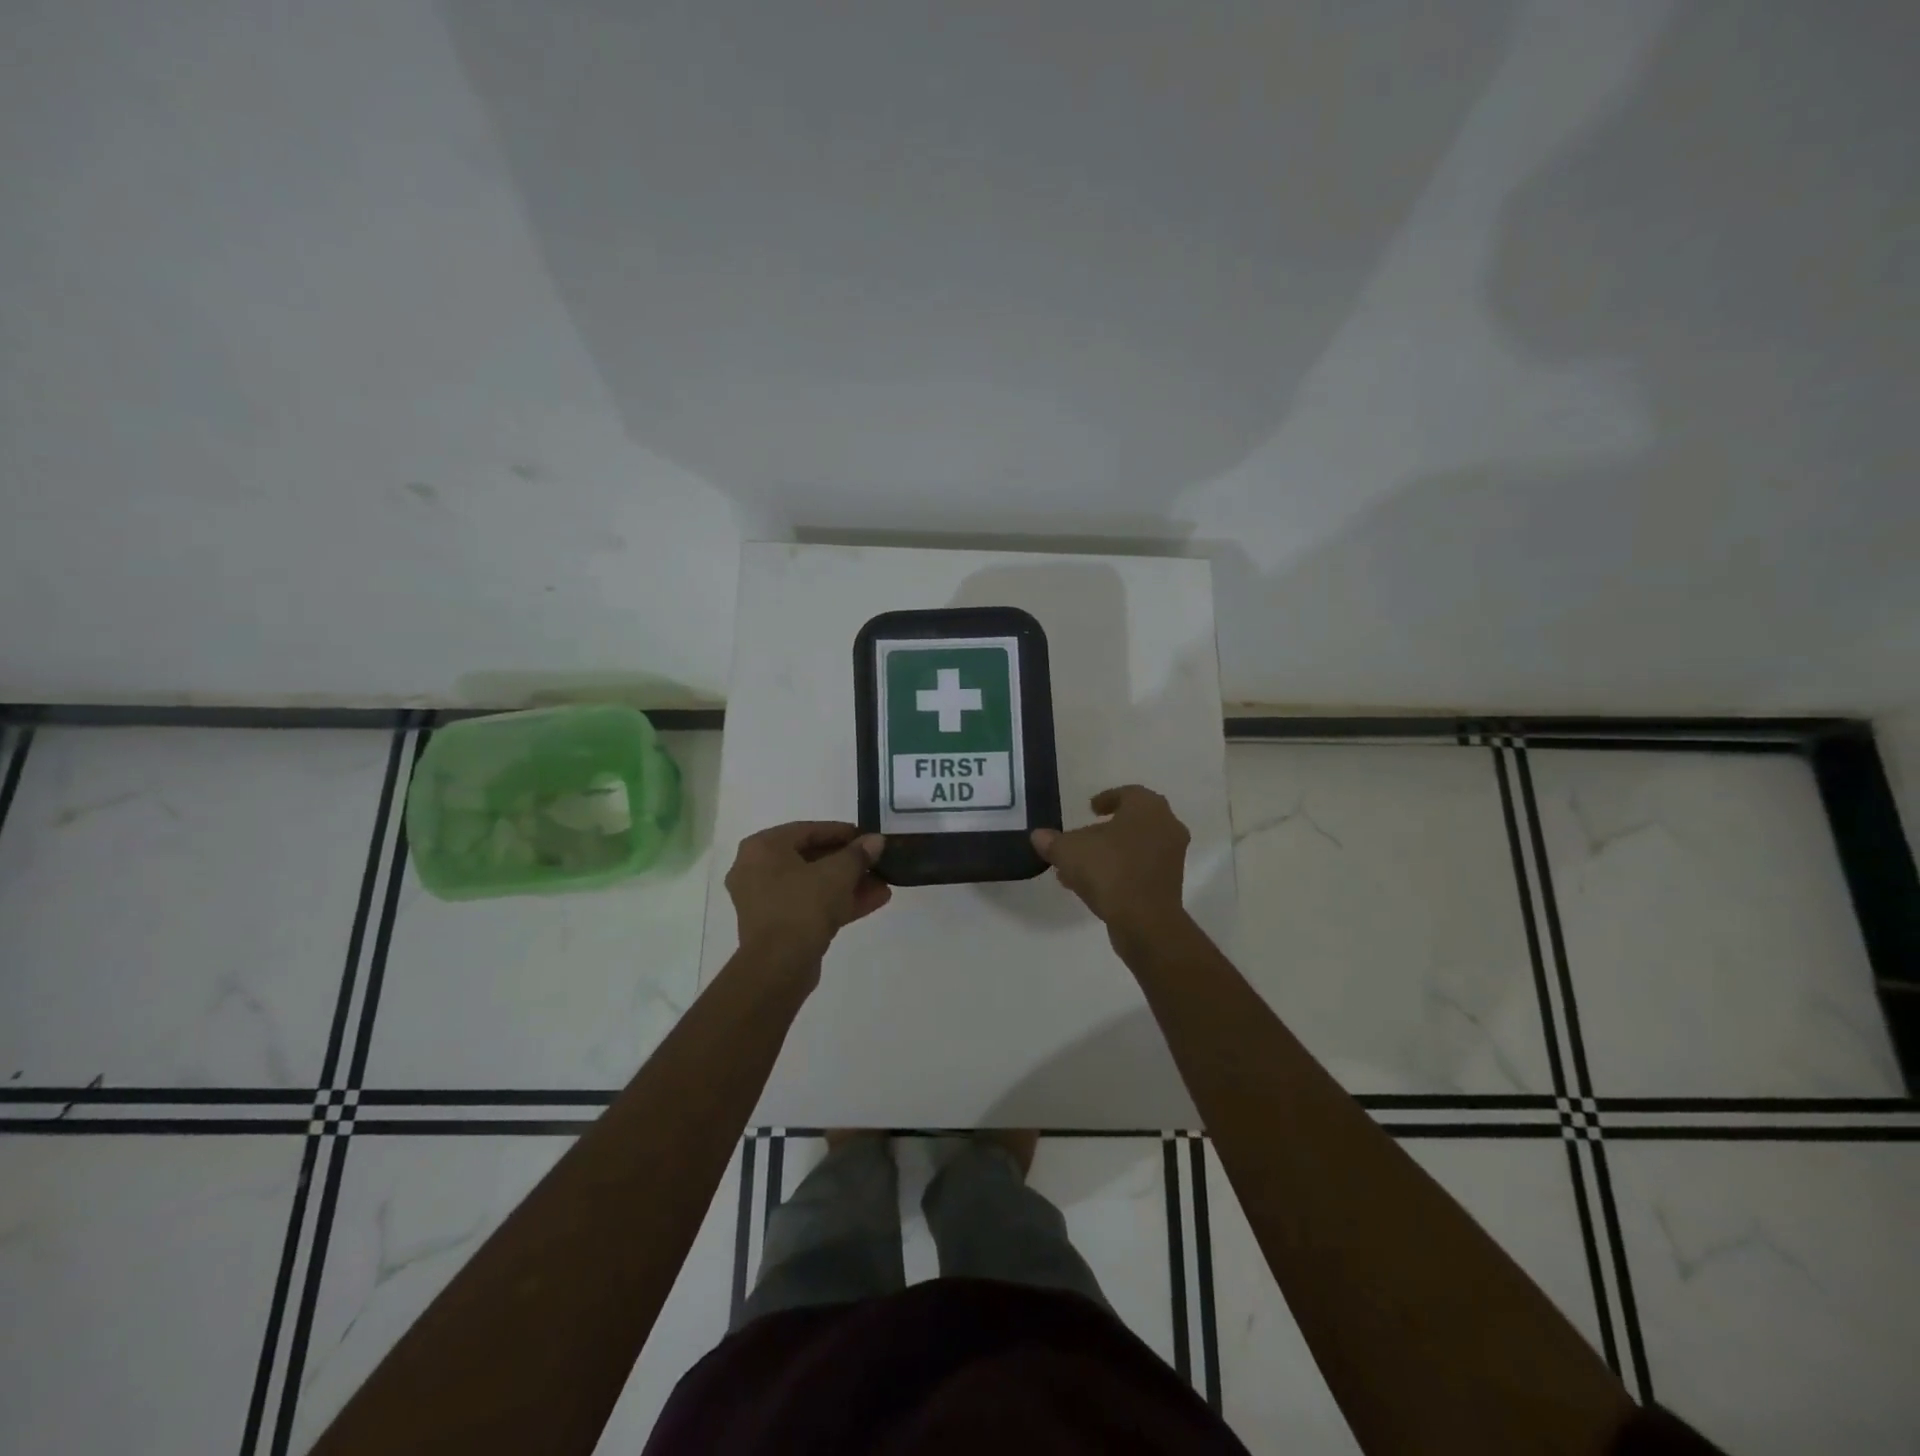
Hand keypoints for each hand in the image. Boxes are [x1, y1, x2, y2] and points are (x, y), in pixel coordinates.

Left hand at [725, 821, 890, 967]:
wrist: (779, 966)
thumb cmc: (803, 905)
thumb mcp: (838, 873)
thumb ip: (858, 853)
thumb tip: (876, 840)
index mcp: (762, 848)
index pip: (808, 830)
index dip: (842, 832)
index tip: (867, 837)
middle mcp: (756, 870)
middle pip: (811, 858)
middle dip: (848, 862)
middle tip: (876, 861)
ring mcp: (765, 901)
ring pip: (813, 885)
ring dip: (848, 884)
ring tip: (883, 882)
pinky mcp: (777, 927)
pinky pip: (810, 906)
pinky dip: (837, 902)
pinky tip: (875, 900)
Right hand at [1031, 786, 1189, 937]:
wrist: (1145, 921)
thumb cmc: (1109, 870)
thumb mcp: (1069, 851)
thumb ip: (1052, 841)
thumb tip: (1038, 836)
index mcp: (1147, 807)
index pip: (1127, 793)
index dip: (1107, 799)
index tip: (1090, 809)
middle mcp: (1167, 826)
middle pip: (1132, 821)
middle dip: (1106, 829)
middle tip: (1083, 837)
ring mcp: (1172, 856)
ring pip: (1136, 847)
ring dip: (1110, 853)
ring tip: (1078, 867)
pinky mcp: (1170, 884)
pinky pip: (1141, 868)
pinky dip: (1121, 870)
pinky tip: (1092, 886)